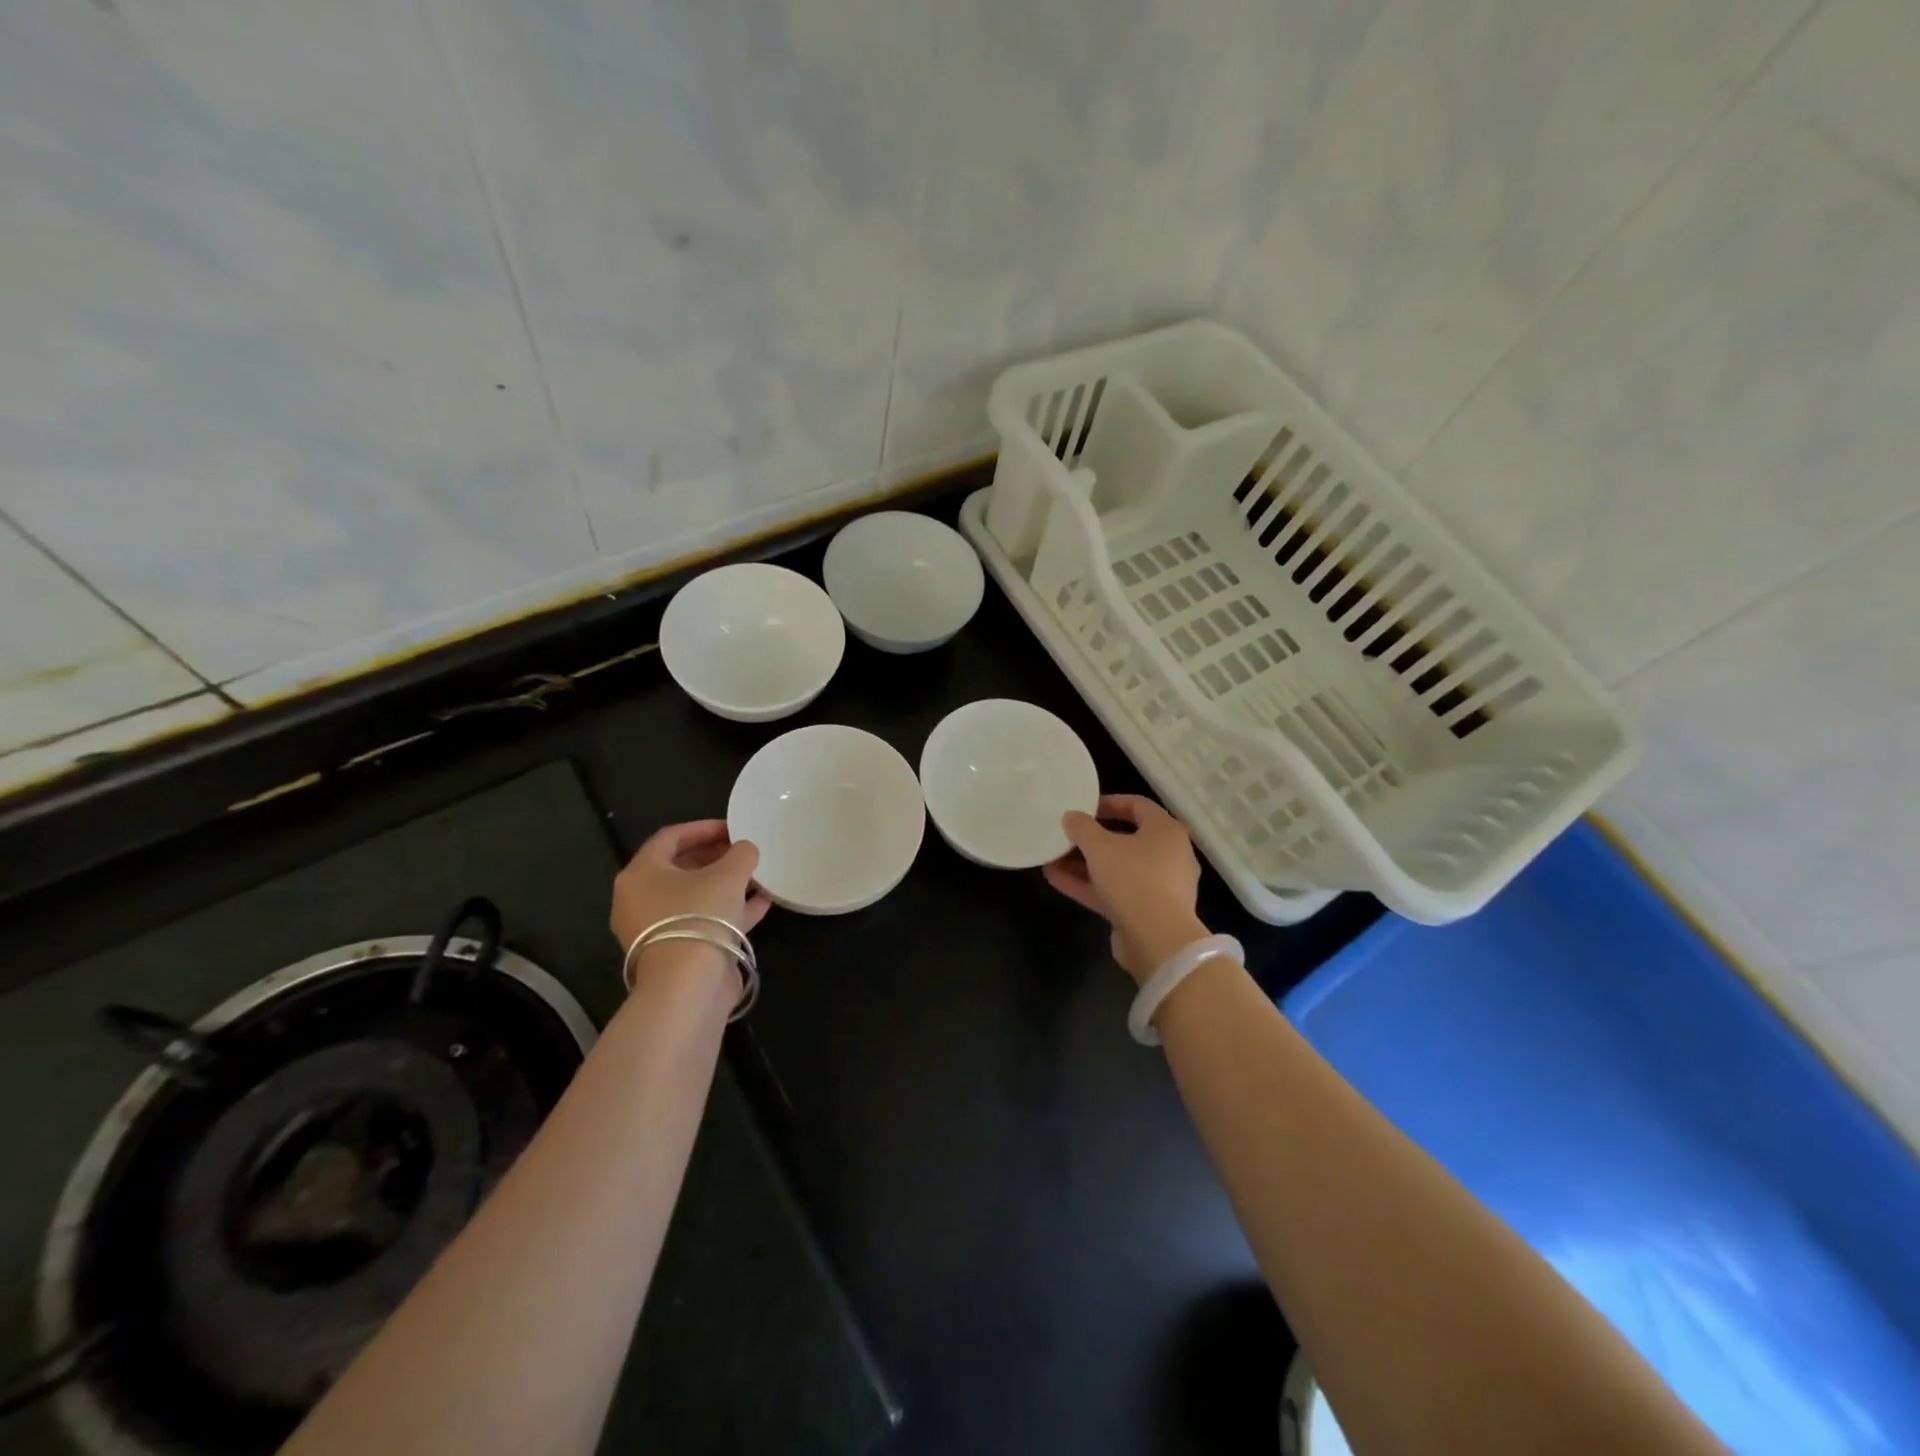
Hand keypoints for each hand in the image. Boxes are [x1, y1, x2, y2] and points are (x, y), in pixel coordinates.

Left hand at [610, 820, 770, 954]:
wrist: (688, 985)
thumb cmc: (700, 915)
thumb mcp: (729, 874)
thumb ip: (741, 853)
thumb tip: (745, 850)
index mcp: (640, 874)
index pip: (670, 837)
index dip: (704, 828)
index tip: (734, 828)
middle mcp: (640, 900)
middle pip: (680, 868)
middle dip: (716, 857)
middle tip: (744, 852)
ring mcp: (657, 929)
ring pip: (694, 897)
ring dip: (726, 885)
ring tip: (757, 876)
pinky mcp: (676, 952)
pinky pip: (703, 921)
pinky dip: (728, 910)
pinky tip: (761, 903)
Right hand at [1043, 794, 1208, 983]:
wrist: (1158, 940)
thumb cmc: (1133, 878)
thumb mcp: (1100, 846)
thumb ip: (1082, 828)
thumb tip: (1071, 816)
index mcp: (1166, 832)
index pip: (1138, 805)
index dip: (1109, 802)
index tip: (1084, 806)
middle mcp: (1168, 856)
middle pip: (1126, 839)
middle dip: (1092, 838)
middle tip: (1067, 834)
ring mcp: (1158, 887)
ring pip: (1117, 868)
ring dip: (1084, 863)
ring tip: (1052, 857)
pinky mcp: (1145, 913)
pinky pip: (1113, 892)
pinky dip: (1088, 885)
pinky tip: (1055, 879)